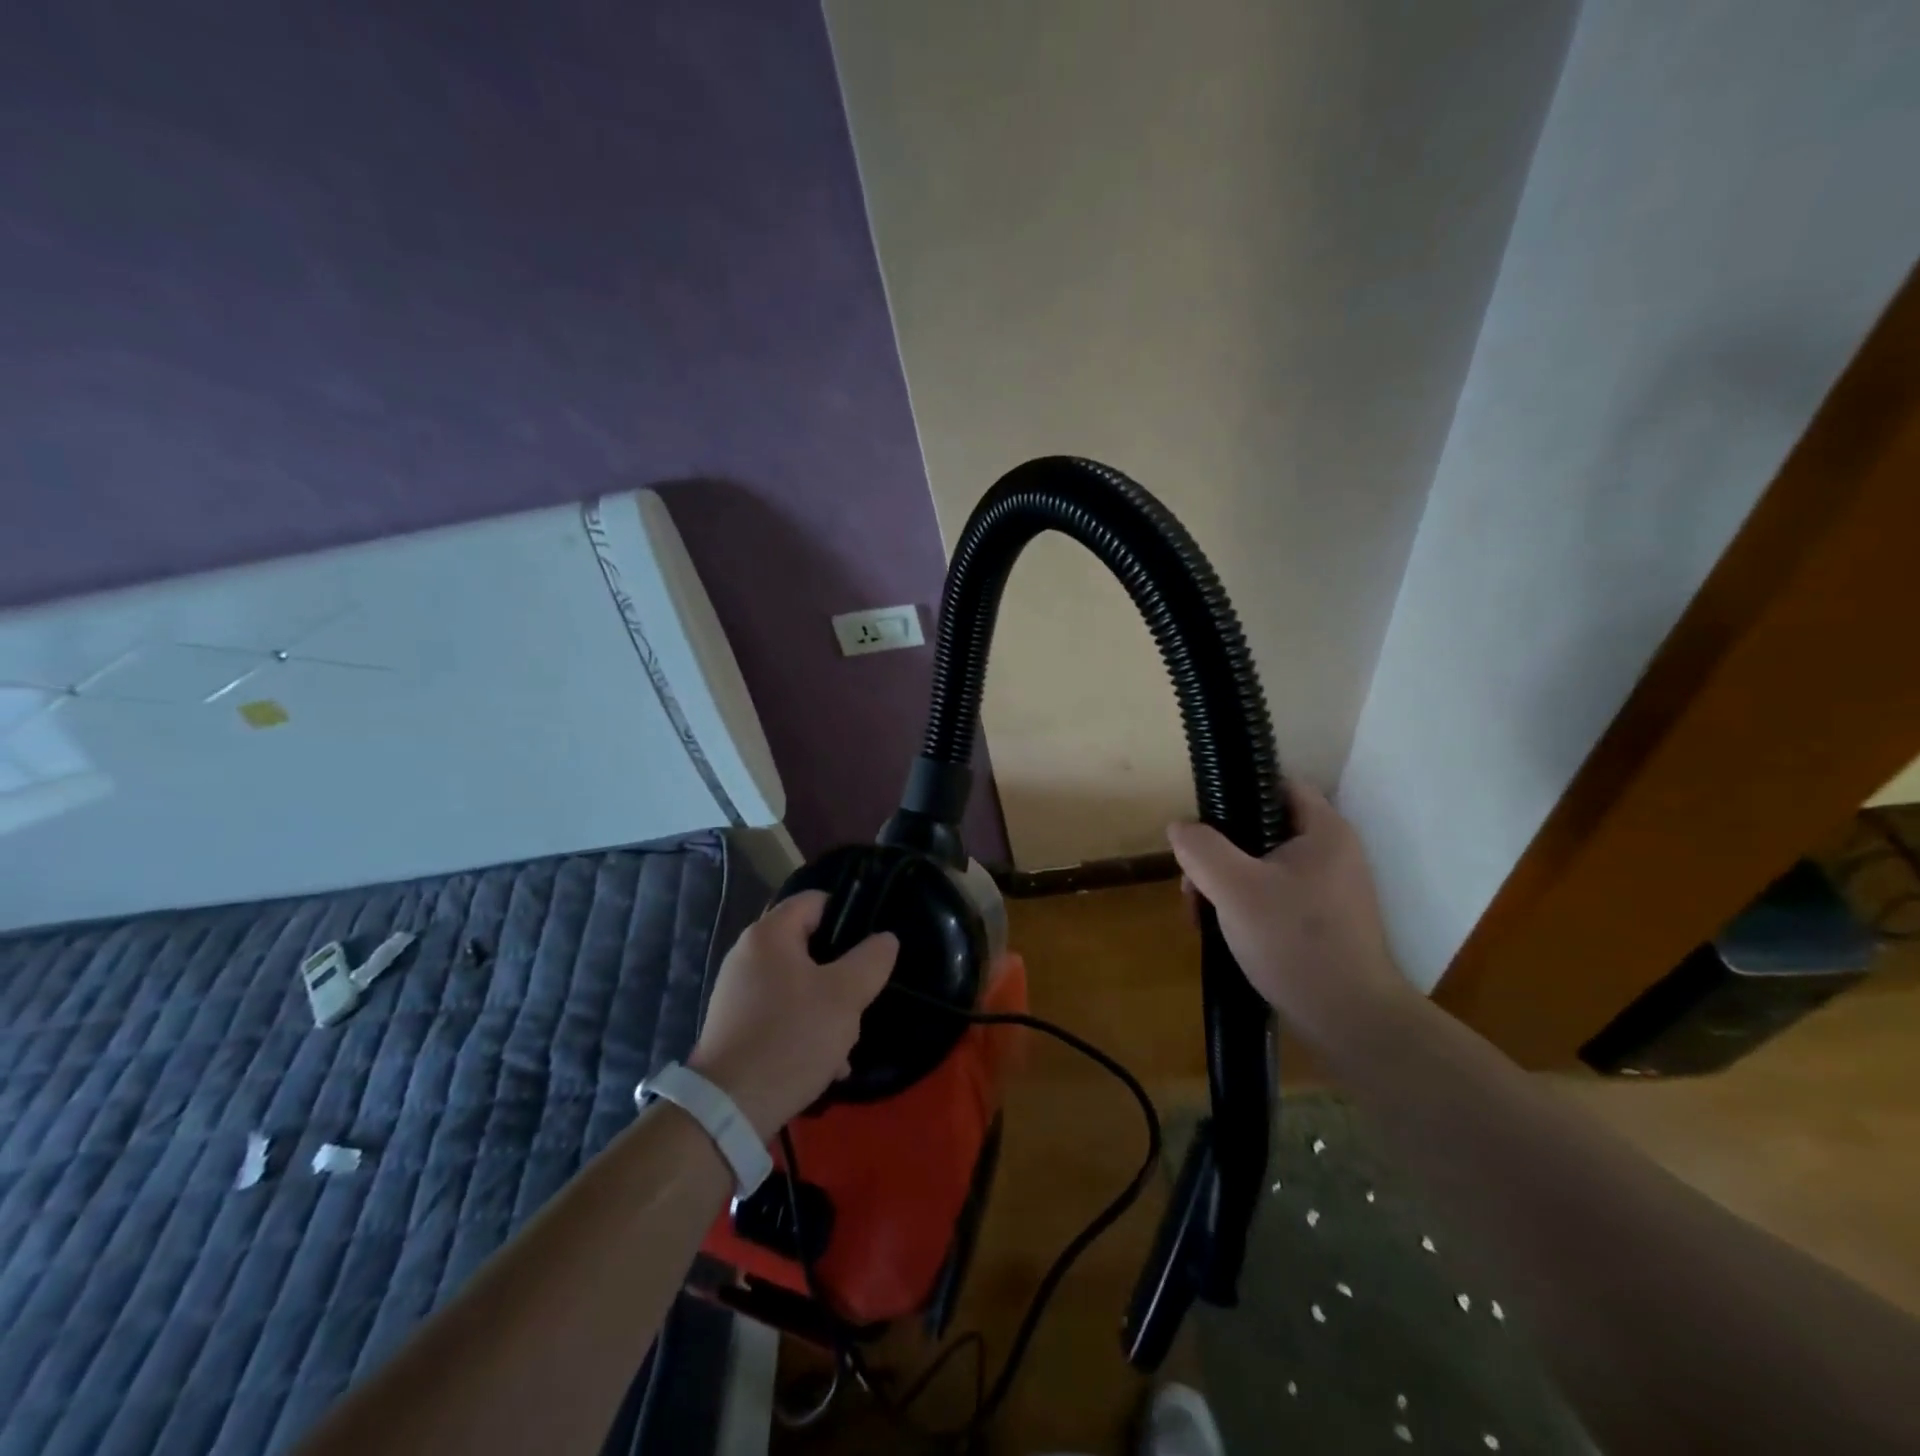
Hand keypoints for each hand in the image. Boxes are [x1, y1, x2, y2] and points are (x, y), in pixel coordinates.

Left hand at [688, 892, 897, 1140]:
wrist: (728, 1110)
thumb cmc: (791, 1038)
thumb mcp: (845, 996)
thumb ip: (871, 960)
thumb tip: (885, 939)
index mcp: (769, 934)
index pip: (815, 900)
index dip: (849, 914)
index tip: (872, 944)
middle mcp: (747, 954)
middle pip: (810, 946)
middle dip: (841, 974)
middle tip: (861, 1000)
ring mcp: (738, 992)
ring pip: (799, 985)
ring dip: (828, 1009)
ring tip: (846, 1044)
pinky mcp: (735, 1026)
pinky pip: (781, 1014)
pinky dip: (805, 1029)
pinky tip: (826, 1064)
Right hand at [1168, 783, 1411, 1040]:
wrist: (1350, 1020)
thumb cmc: (1294, 941)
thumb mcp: (1234, 888)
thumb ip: (1201, 849)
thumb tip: (1180, 827)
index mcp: (1324, 831)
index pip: (1278, 784)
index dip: (1237, 792)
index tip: (1203, 821)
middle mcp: (1333, 854)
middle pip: (1262, 829)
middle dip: (1218, 852)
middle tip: (1192, 882)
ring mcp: (1330, 890)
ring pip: (1262, 867)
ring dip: (1224, 883)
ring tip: (1199, 914)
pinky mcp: (1323, 922)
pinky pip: (1274, 897)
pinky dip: (1244, 906)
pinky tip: (1222, 931)